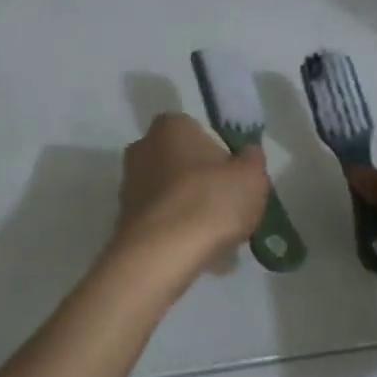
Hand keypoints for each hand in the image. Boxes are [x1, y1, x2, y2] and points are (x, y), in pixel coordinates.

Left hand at [115, 112, 268, 269]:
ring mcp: (129, 184)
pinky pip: (160, 219)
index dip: (220, 157)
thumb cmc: (210, 200)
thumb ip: (252, 161)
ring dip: (189, 209)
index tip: (235, 181)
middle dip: (202, 183)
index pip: (198, 132)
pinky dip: (176, 230)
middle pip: (181, 163)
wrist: (163, 251)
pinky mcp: (125, 217)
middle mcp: (142, 147)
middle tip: (227, 209)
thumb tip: (247, 154)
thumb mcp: (251, 177)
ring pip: (170, 193)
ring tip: (215, 237)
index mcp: (170, 126)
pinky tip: (195, 250)